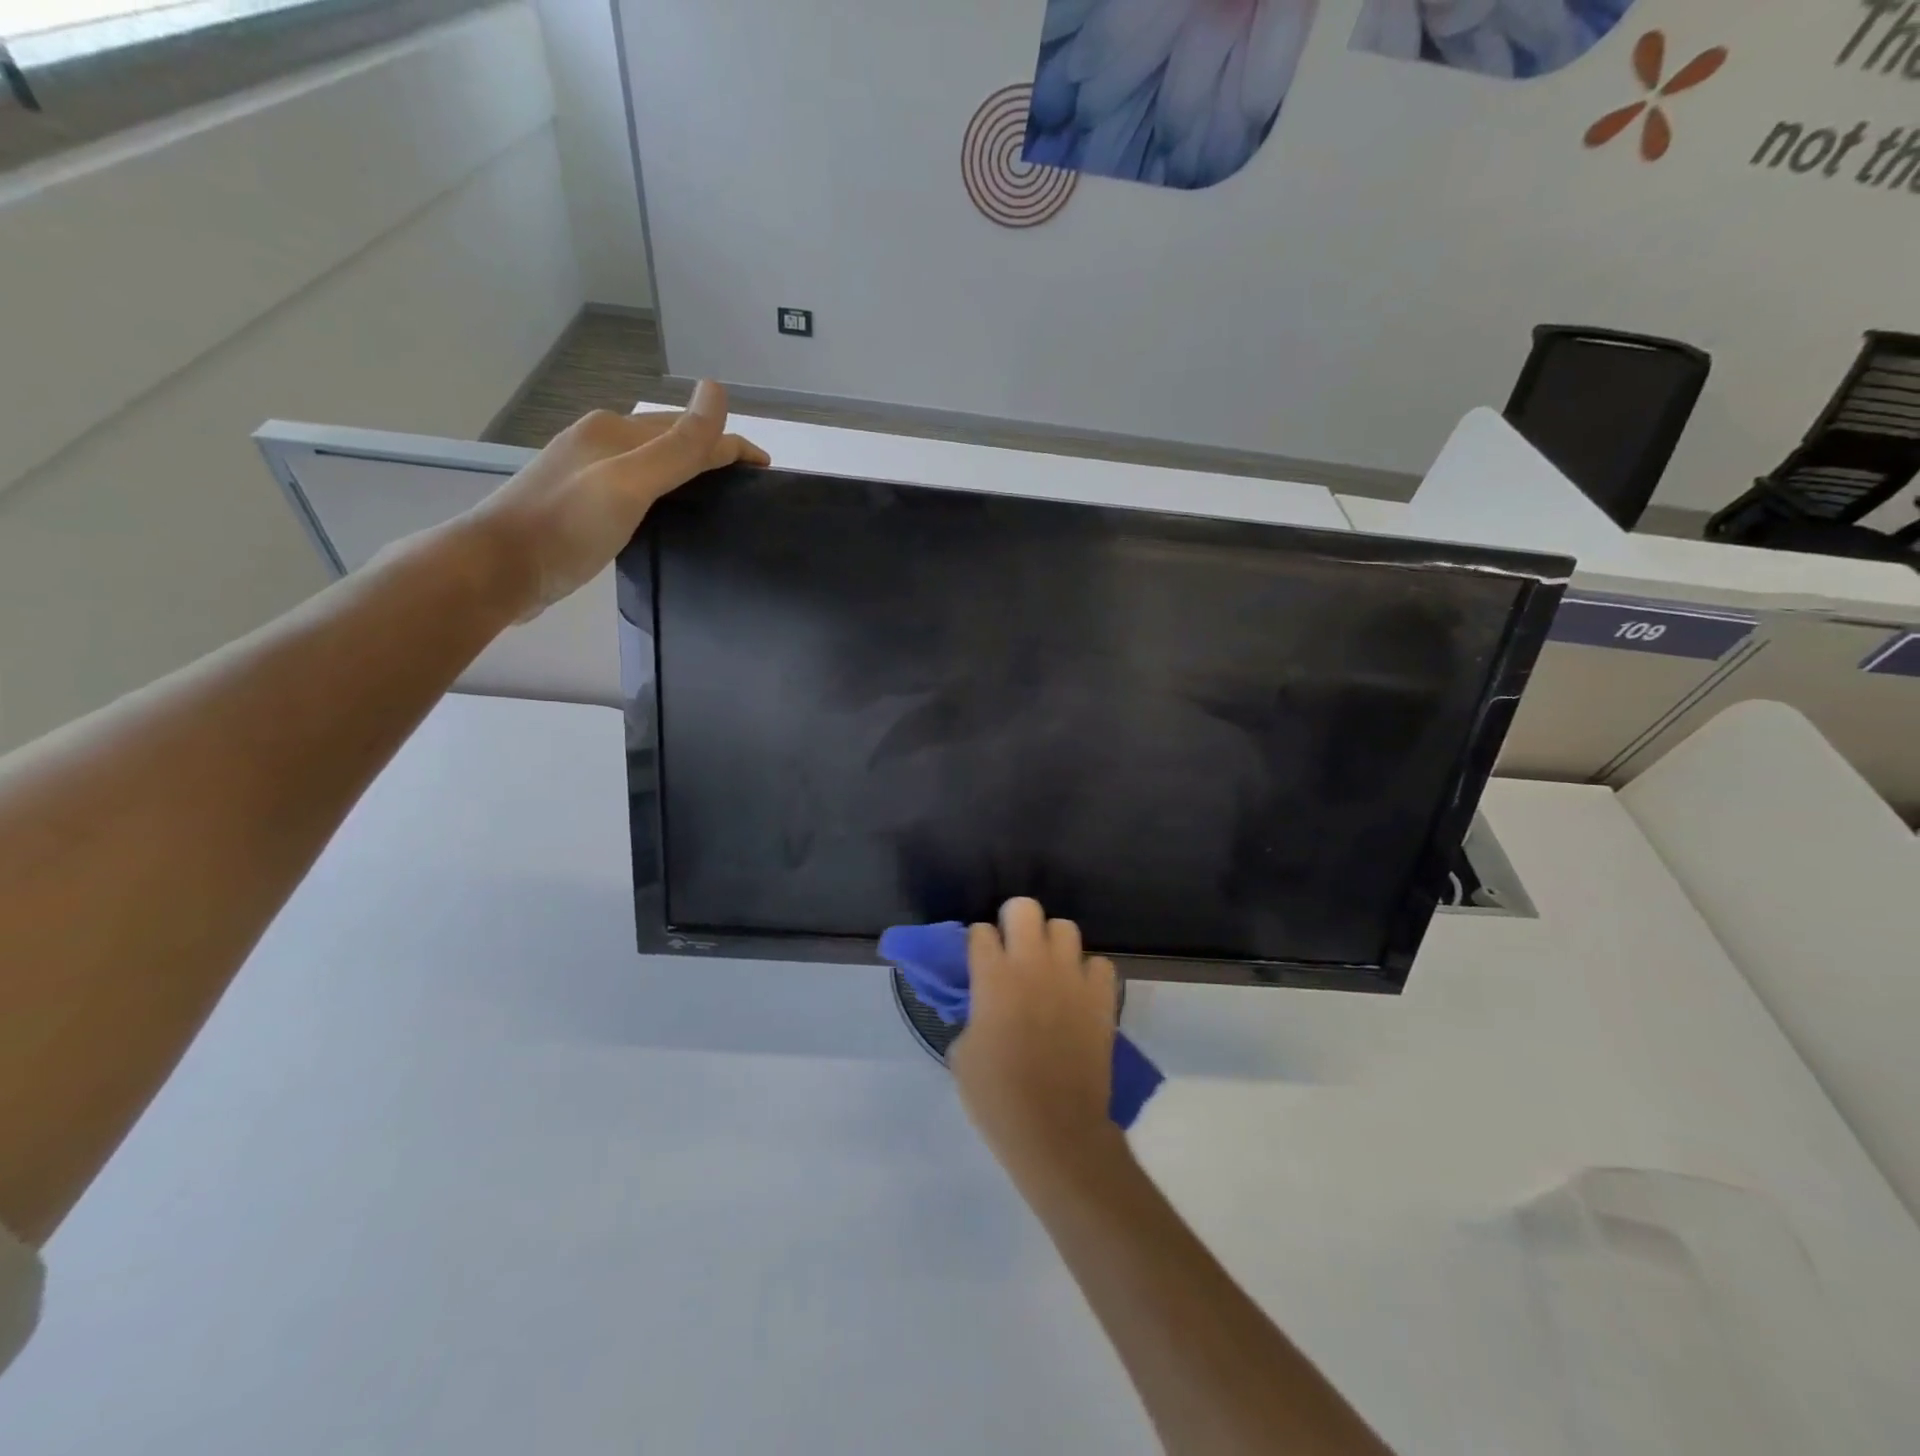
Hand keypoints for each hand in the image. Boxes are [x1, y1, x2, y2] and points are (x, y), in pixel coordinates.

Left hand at [465, 380, 767, 619]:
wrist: (498, 569)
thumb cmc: (567, 525)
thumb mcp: (630, 482)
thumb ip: (678, 445)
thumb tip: (718, 389)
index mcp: (614, 431)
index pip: (688, 429)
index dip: (731, 445)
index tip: (767, 470)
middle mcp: (600, 444)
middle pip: (669, 442)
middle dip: (711, 455)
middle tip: (747, 488)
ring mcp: (586, 475)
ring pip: (651, 467)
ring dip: (687, 475)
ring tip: (717, 501)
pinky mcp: (579, 507)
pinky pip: (635, 491)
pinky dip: (663, 497)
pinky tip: (668, 518)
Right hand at [950, 898, 1120, 1174]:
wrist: (1055, 1129)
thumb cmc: (997, 1096)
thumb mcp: (963, 1052)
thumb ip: (973, 1014)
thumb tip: (985, 1005)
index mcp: (993, 977)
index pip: (981, 932)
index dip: (978, 943)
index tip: (979, 959)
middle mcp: (1032, 965)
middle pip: (1024, 908)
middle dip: (1014, 921)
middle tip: (1012, 948)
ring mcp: (1071, 978)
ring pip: (1065, 927)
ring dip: (1052, 943)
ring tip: (1048, 967)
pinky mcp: (1101, 997)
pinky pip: (1099, 964)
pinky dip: (1088, 974)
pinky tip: (1078, 993)